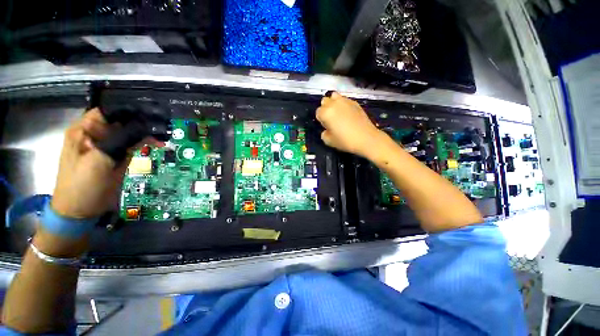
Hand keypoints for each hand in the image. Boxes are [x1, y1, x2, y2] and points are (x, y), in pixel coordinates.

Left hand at [51, 108, 159, 218]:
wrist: (81, 211)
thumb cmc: (83, 185)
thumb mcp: (99, 160)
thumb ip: (120, 141)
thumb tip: (145, 126)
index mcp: (85, 129)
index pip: (110, 110)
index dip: (130, 111)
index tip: (152, 115)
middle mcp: (96, 134)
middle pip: (122, 121)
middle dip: (142, 123)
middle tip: (163, 127)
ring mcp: (107, 146)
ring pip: (130, 134)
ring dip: (146, 134)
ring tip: (164, 137)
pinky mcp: (116, 157)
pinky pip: (133, 146)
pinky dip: (145, 145)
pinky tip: (157, 146)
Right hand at [316, 92, 382, 157]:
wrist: (366, 138)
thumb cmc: (345, 141)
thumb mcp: (329, 141)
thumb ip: (324, 134)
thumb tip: (326, 130)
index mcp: (326, 113)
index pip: (318, 112)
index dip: (321, 119)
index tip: (326, 126)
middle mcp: (334, 104)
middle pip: (324, 101)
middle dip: (325, 108)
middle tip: (331, 119)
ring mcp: (345, 101)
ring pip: (334, 96)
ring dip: (333, 103)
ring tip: (338, 113)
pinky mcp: (355, 102)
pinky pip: (345, 99)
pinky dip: (343, 104)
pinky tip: (348, 113)